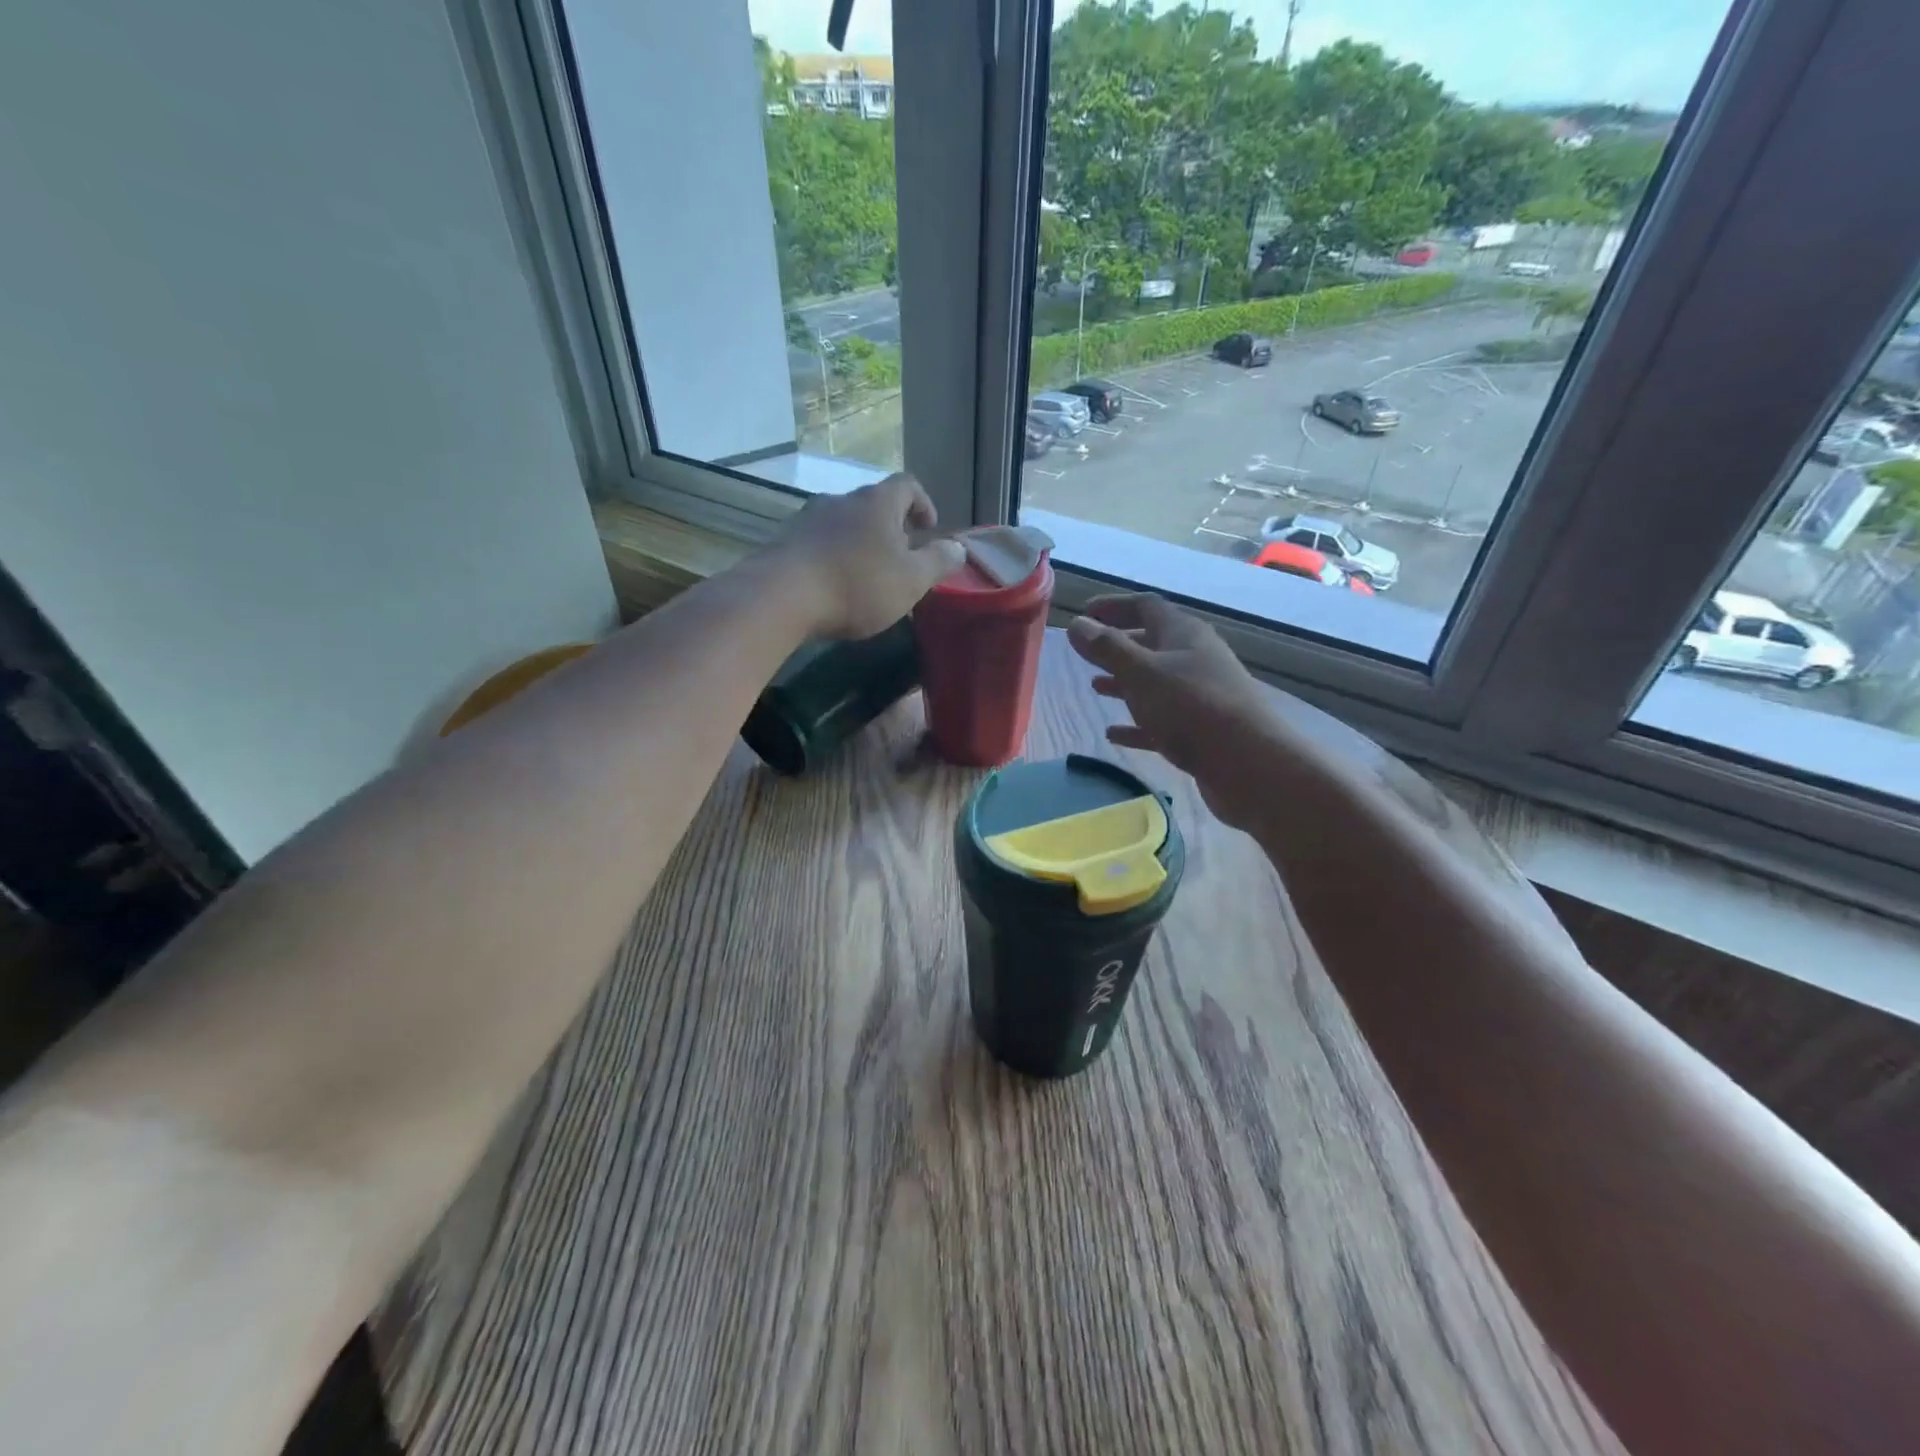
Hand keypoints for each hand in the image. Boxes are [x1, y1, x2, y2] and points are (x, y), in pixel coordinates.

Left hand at [765, 474, 965, 638]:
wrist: (782, 596)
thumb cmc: (857, 585)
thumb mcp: (911, 581)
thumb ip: (938, 562)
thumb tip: (958, 547)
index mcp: (878, 502)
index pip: (908, 485)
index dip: (923, 503)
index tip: (929, 528)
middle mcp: (842, 499)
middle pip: (874, 503)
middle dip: (891, 527)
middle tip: (901, 556)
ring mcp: (809, 517)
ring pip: (845, 523)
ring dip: (860, 542)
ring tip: (867, 574)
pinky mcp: (786, 539)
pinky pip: (819, 541)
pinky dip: (834, 555)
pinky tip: (835, 584)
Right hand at [1066, 594, 1294, 831]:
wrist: (1247, 763)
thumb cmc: (1191, 707)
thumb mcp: (1141, 673)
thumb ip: (1107, 649)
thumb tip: (1077, 624)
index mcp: (1183, 634)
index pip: (1145, 606)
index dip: (1113, 606)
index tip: (1084, 614)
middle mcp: (1195, 658)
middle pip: (1152, 642)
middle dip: (1118, 645)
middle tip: (1086, 653)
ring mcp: (1200, 695)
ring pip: (1156, 682)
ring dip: (1125, 682)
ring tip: (1096, 687)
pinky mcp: (1200, 730)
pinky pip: (1161, 720)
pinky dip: (1137, 723)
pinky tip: (1114, 734)